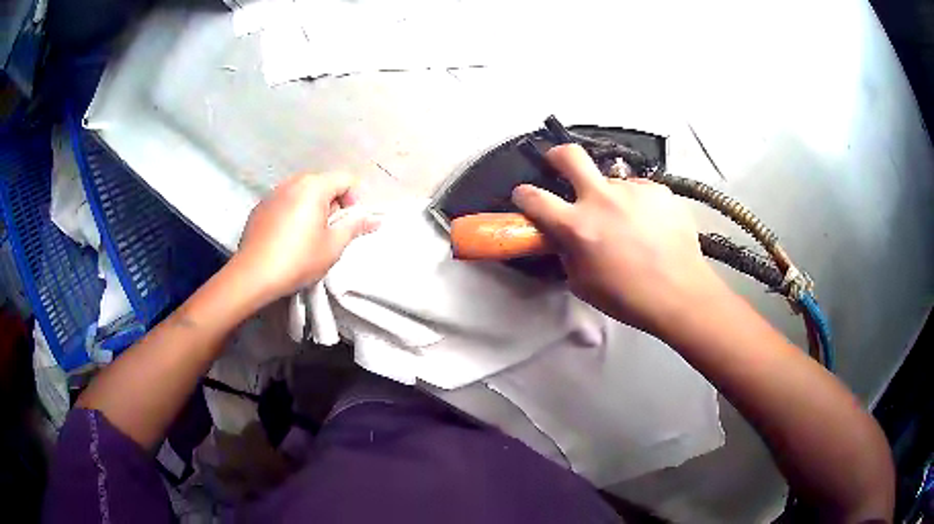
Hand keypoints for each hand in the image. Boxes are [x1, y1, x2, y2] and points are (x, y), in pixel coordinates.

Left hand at [234, 173, 377, 305]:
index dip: (354, 200)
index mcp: (314, 187)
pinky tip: (285, 238)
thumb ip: (355, 227)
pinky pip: (283, 202)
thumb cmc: (298, 259)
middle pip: (322, 183)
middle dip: (331, 203)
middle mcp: (292, 182)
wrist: (253, 274)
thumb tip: (376, 218)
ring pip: (301, 192)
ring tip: (306, 236)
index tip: (347, 224)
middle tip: (328, 232)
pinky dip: (291, 213)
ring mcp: (272, 193)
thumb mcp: (333, 246)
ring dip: (310, 208)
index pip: (345, 179)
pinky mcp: (259, 207)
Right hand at [512, 144, 726, 334]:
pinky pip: (639, 190)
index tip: (524, 195)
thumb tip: (564, 236)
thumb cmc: (628, 297)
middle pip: (570, 155)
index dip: (524, 195)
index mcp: (578, 226)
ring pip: (612, 181)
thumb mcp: (583, 283)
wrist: (680, 293)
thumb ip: (567, 253)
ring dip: (610, 197)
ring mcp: (633, 190)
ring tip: (628, 222)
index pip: (535, 198)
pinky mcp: (659, 190)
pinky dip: (637, 203)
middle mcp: (602, 199)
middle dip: (557, 155)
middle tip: (560, 164)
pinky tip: (650, 224)